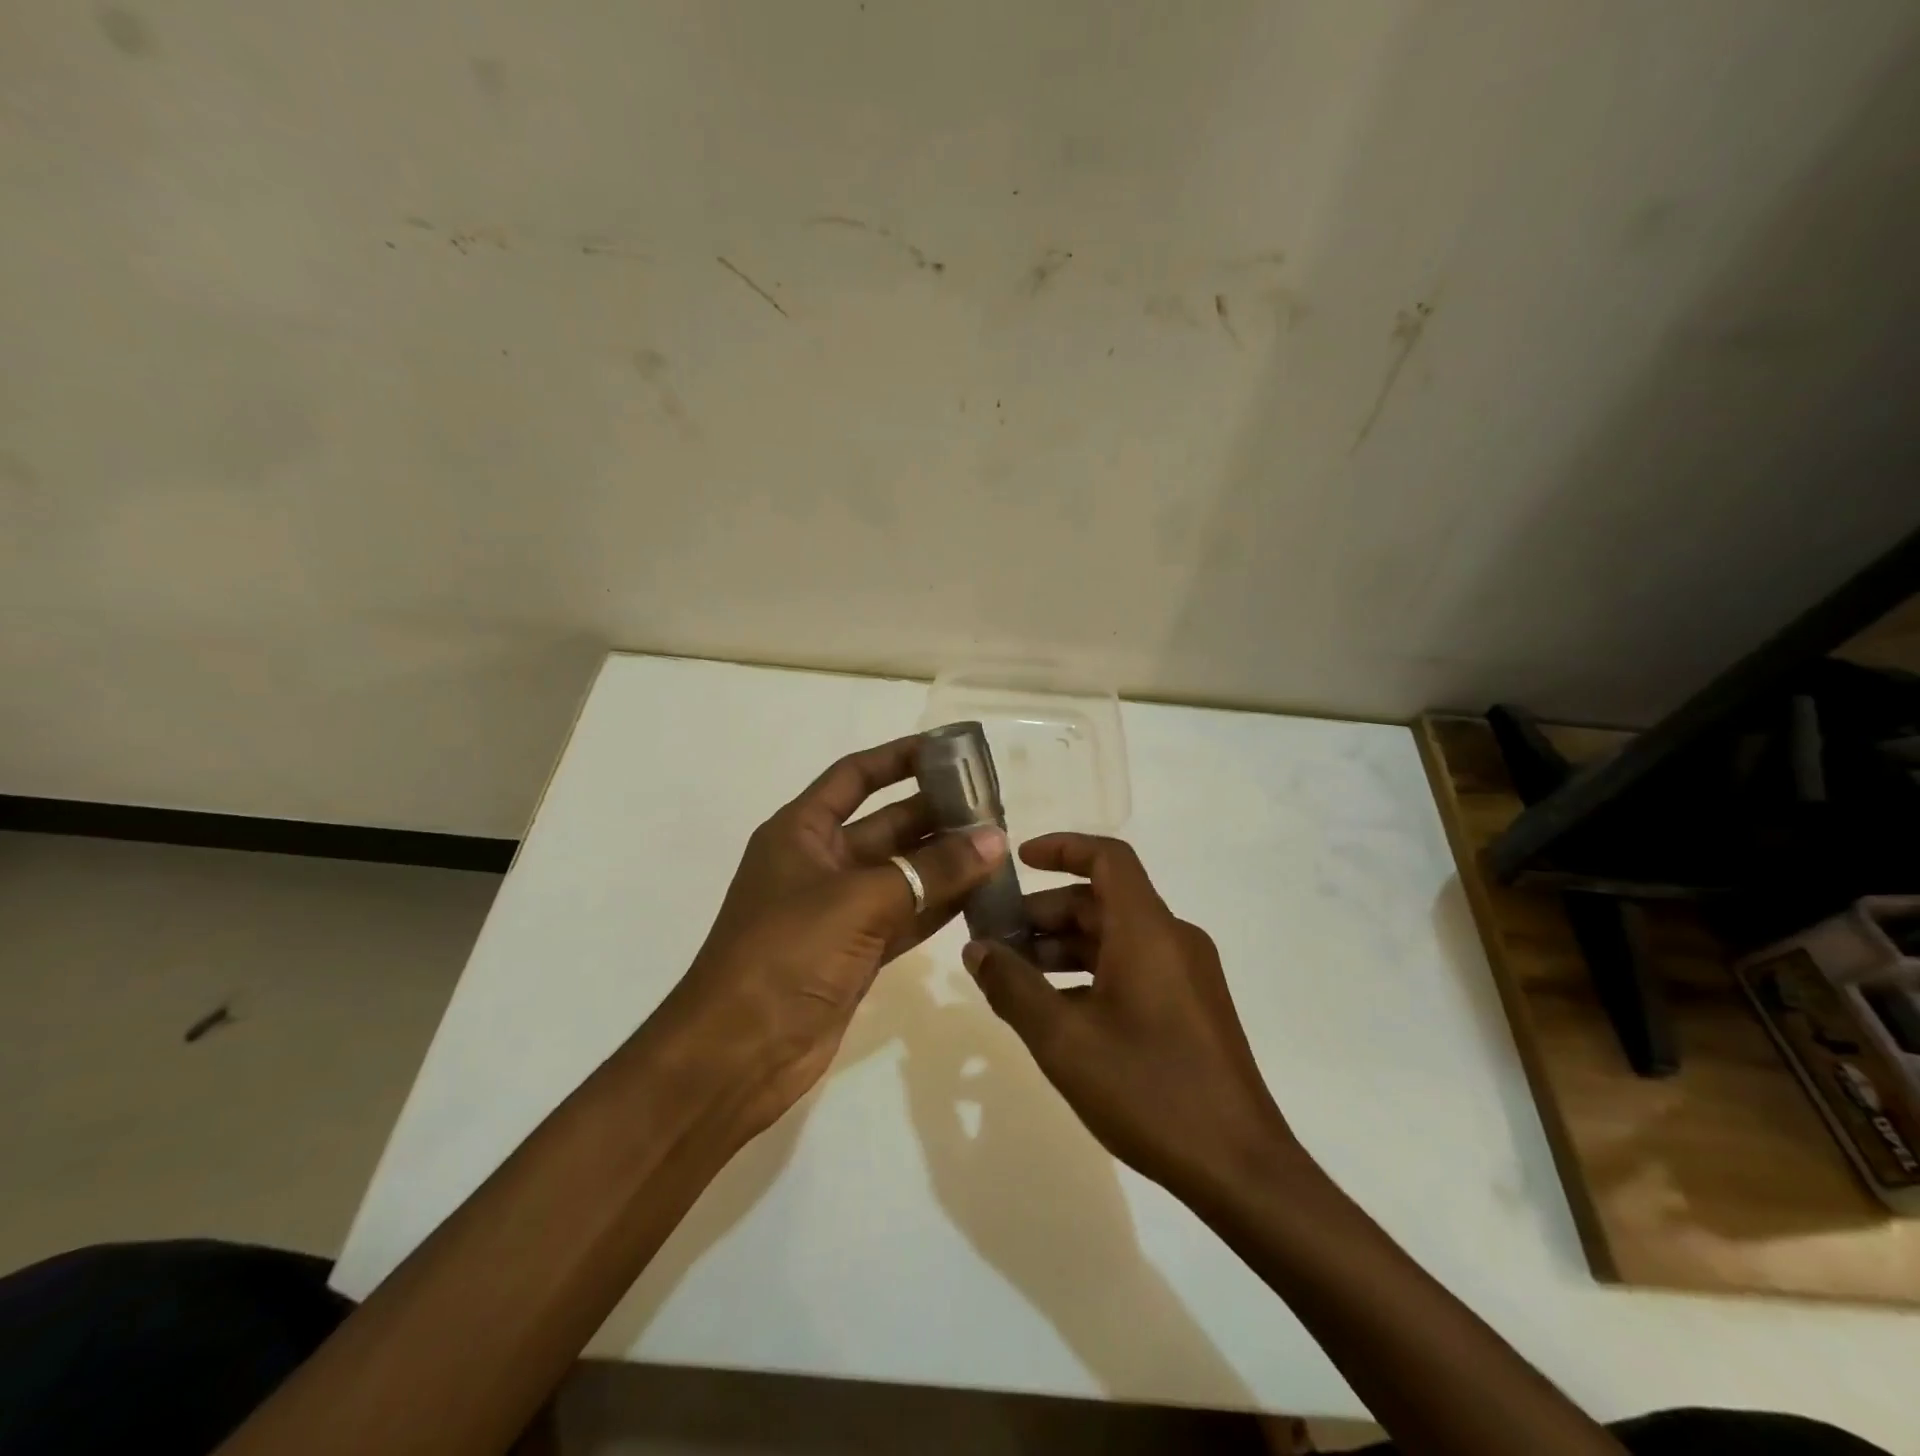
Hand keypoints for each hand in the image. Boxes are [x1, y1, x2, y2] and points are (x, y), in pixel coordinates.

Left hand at [671, 736, 1006, 1137]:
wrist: (737, 1053)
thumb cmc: (786, 954)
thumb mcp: (859, 901)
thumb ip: (930, 870)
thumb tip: (994, 840)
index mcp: (802, 831)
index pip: (855, 776)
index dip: (900, 758)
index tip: (950, 751)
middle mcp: (821, 862)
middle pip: (888, 824)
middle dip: (937, 813)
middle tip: (995, 808)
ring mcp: (839, 910)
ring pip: (903, 873)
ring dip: (946, 861)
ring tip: (1000, 848)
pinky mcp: (856, 952)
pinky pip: (906, 916)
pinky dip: (940, 906)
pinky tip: (982, 895)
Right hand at [961, 833, 1299, 1203]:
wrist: (1240, 1169)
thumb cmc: (1149, 1090)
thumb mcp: (1064, 1040)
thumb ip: (1013, 988)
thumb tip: (976, 949)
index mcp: (1148, 930)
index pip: (1107, 857)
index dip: (1062, 848)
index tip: (1017, 861)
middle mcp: (1172, 939)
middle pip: (1103, 900)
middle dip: (1046, 912)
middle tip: (996, 939)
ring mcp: (1186, 974)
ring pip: (1116, 937)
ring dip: (1064, 947)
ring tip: (1015, 978)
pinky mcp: (1190, 1006)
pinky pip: (1133, 966)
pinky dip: (1090, 972)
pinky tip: (1057, 1011)